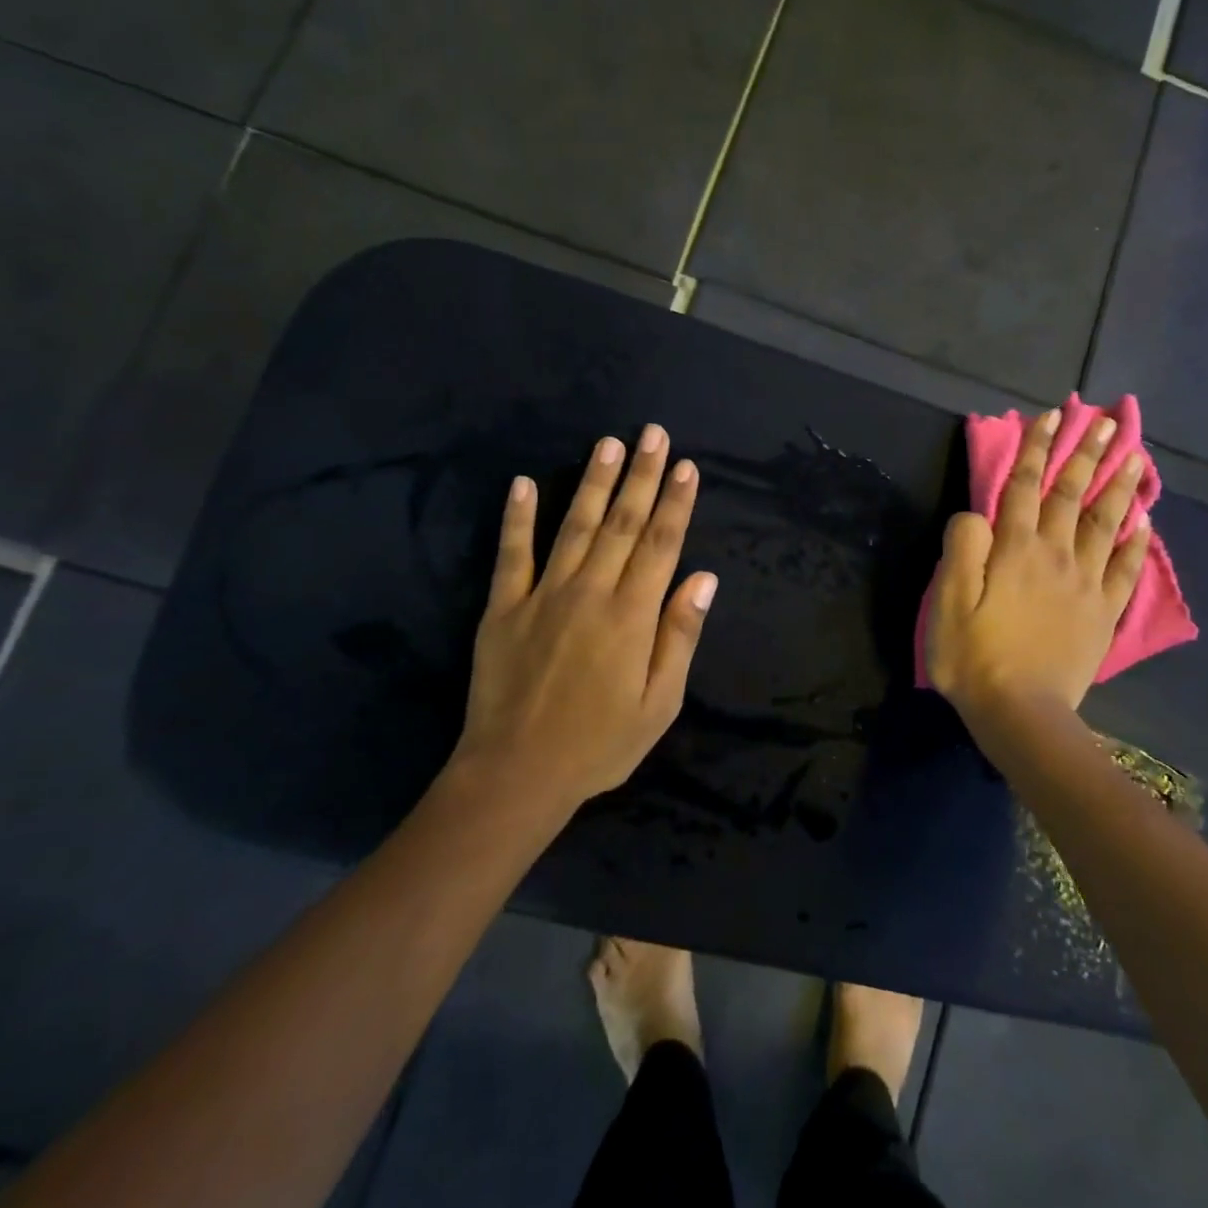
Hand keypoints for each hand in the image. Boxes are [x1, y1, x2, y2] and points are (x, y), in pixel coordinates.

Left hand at [446, 424, 718, 811]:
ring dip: (594, 482)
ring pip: (575, 527)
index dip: (675, 503)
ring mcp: (543, 595)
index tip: (686, 466)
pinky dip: (517, 517)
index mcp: (631, 616)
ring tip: (608, 443)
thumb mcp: (659, 704)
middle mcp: (590, 592)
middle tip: (653, 433)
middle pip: (622, 523)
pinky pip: (512, 554)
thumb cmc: (599, 745)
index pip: (661, 545)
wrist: (516, 774)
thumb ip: (679, 637)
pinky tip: (523, 483)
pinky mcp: (504, 608)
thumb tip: (703, 579)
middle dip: (641, 476)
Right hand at [926, 408, 1149, 717]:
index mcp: (1014, 550)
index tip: (1052, 416)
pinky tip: (1144, 522)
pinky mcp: (1103, 613)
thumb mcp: (946, 600)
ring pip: (1106, 524)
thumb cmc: (973, 656)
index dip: (1038, 449)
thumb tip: (977, 514)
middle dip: (1086, 454)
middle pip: (1072, 496)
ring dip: (1119, 487)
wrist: (1021, 713)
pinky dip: (1136, 543)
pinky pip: (1125, 571)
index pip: (1026, 487)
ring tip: (1134, 456)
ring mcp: (1085, 584)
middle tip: (1105, 421)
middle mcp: (1055, 556)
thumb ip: (961, 548)